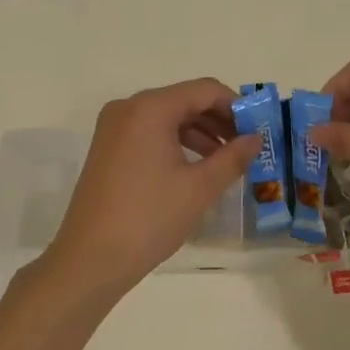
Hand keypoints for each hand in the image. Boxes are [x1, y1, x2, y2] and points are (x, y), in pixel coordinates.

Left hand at [45, 77, 257, 292]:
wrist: (90, 259)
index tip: (259, 129)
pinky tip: (196, 167)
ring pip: (168, 117)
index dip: (237, 106)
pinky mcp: (108, 148)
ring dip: (200, 133)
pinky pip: (150, 133)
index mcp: (150, 108)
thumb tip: (256, 139)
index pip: (205, 90)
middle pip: (185, 100)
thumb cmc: (149, 218)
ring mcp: (114, 128)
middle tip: (247, 145)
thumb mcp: (199, 187)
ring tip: (227, 160)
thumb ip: (233, 157)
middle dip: (219, 120)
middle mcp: (128, 108)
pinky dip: (177, 143)